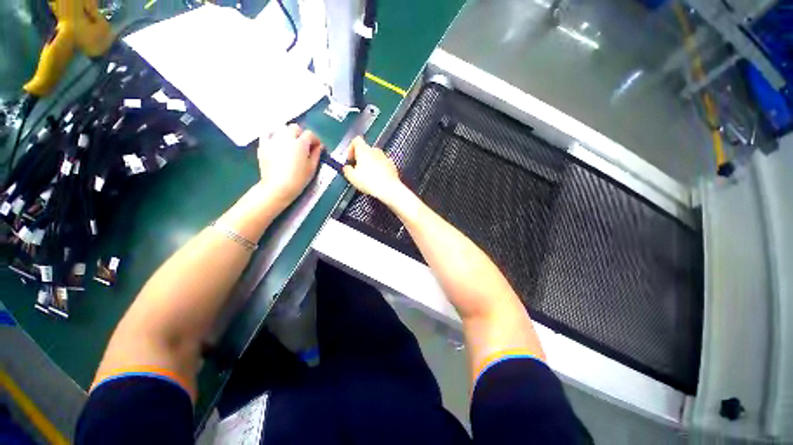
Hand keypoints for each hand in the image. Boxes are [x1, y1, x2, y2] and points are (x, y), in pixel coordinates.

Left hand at [258, 124, 322, 205]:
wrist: (278, 187)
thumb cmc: (299, 179)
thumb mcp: (312, 168)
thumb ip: (316, 154)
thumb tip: (319, 146)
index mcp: (301, 143)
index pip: (310, 134)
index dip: (315, 140)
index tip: (317, 147)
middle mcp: (287, 137)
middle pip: (295, 128)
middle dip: (301, 134)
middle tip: (303, 145)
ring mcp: (273, 140)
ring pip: (282, 129)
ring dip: (288, 134)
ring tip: (290, 144)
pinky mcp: (263, 145)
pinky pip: (267, 134)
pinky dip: (273, 136)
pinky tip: (276, 142)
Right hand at [342, 137, 404, 204]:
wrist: (388, 188)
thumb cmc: (369, 181)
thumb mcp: (352, 177)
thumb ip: (347, 170)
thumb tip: (347, 168)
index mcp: (364, 150)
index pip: (356, 140)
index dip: (351, 148)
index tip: (349, 159)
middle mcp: (375, 150)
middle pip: (366, 149)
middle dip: (361, 158)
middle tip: (357, 170)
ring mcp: (385, 157)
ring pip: (375, 157)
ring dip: (370, 163)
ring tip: (368, 176)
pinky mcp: (392, 165)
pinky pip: (383, 164)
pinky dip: (379, 169)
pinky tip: (377, 179)